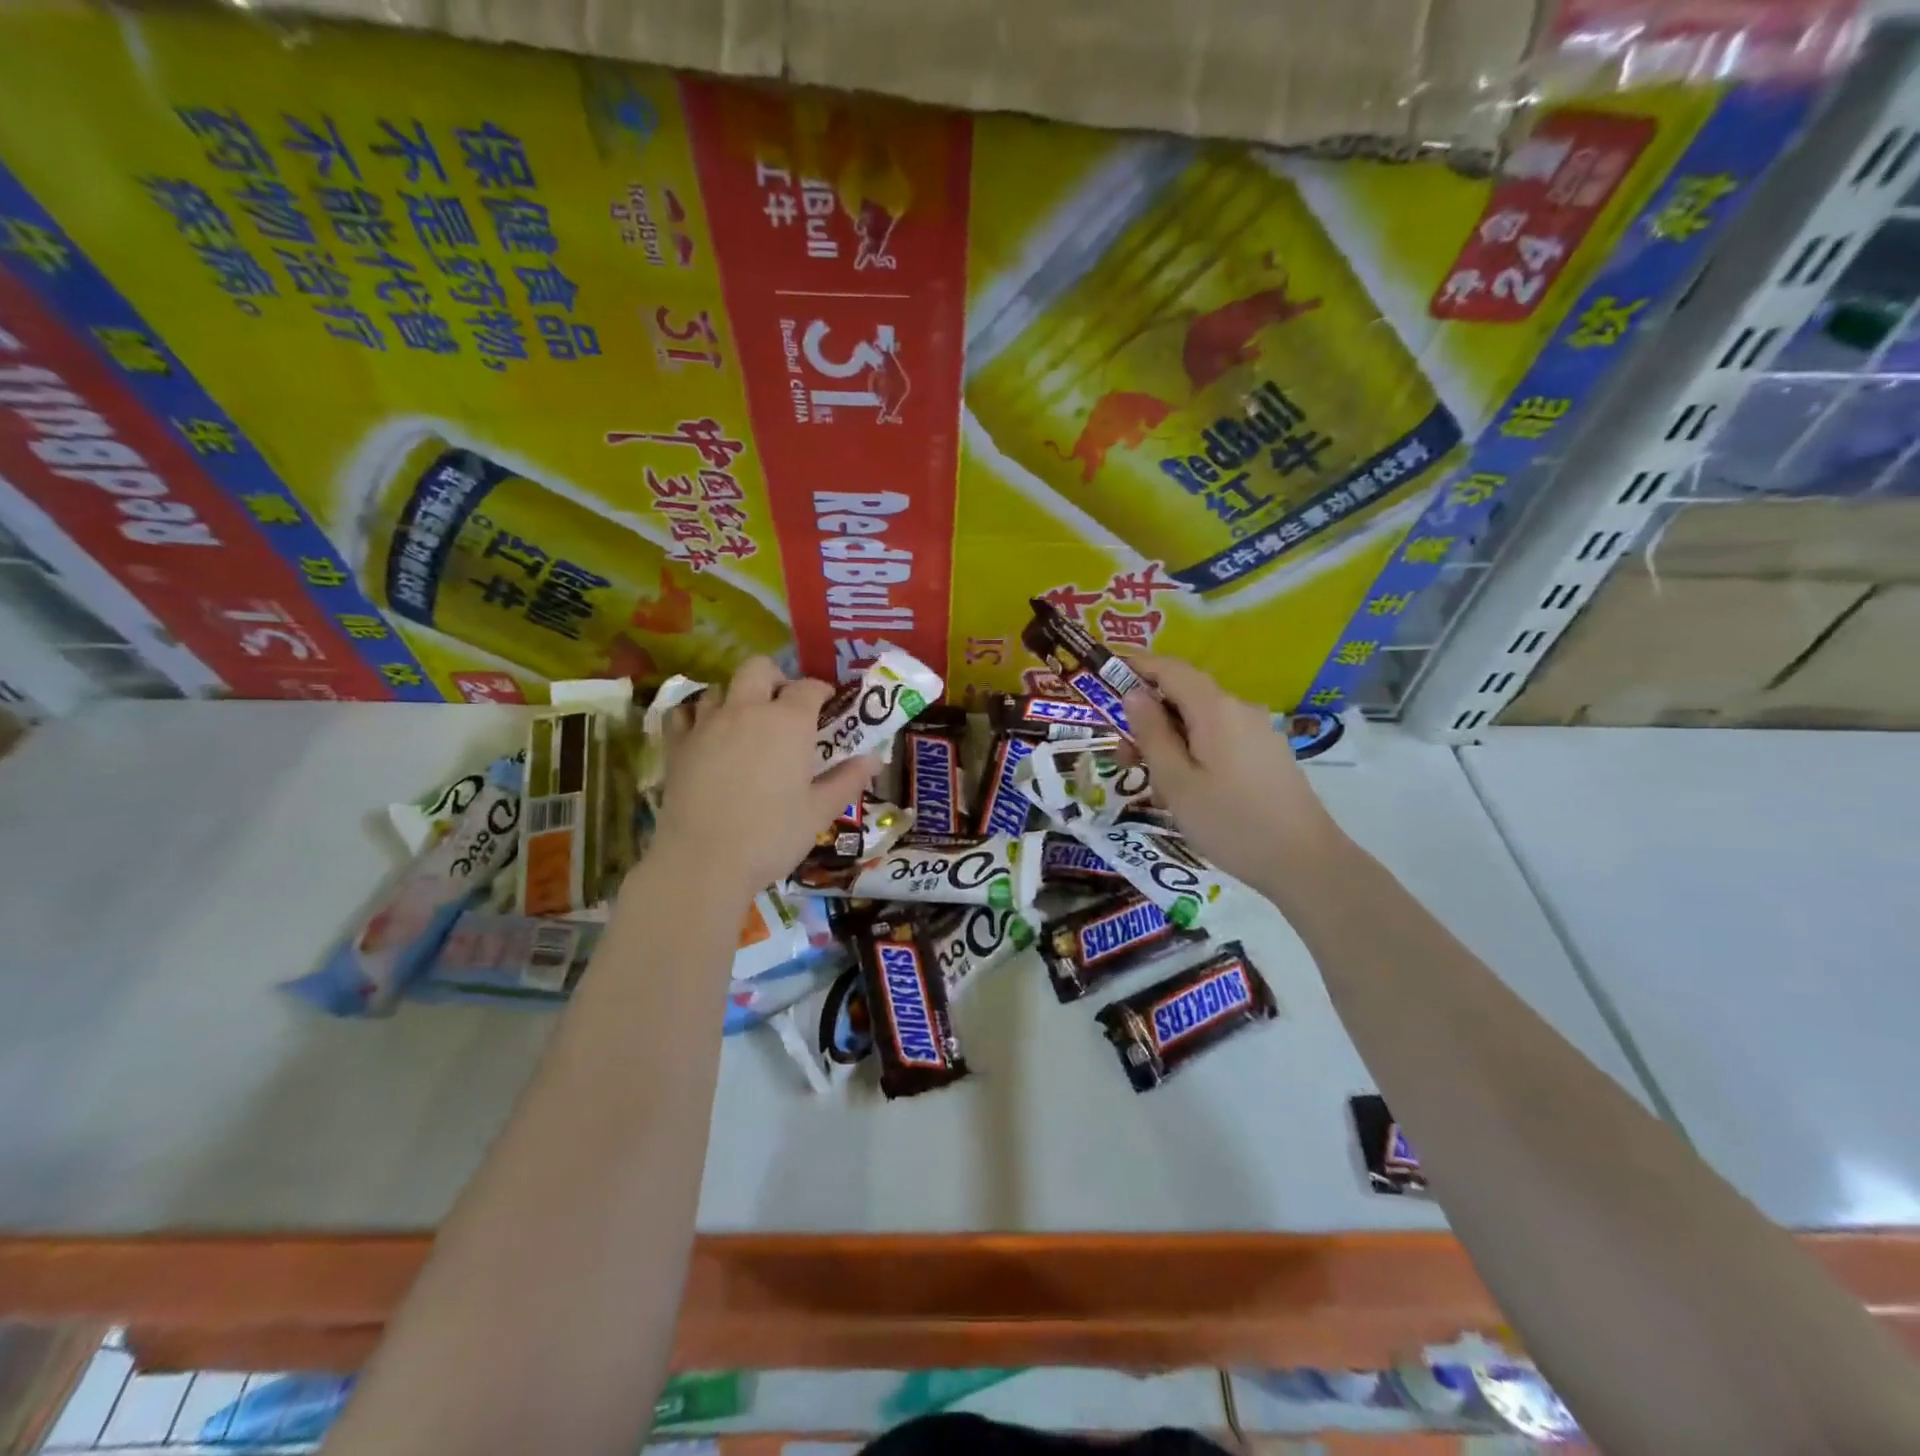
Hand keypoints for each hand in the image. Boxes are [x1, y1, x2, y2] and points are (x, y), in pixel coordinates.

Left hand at [651, 657, 878, 898]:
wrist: (704, 861)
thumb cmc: (772, 835)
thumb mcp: (820, 811)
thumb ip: (848, 780)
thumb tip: (874, 759)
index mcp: (788, 722)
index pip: (808, 687)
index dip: (821, 692)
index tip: (828, 706)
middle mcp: (747, 710)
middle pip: (758, 668)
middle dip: (775, 678)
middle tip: (784, 707)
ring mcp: (707, 724)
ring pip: (719, 688)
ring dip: (736, 697)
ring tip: (746, 724)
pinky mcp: (677, 745)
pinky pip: (684, 713)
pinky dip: (696, 716)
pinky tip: (705, 735)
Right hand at [1122, 653, 1339, 884]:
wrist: (1304, 862)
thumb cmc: (1229, 822)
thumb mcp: (1175, 781)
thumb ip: (1151, 733)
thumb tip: (1134, 694)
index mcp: (1215, 709)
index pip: (1169, 668)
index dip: (1135, 667)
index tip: (1105, 680)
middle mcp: (1239, 710)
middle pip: (1183, 697)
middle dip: (1148, 719)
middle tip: (1123, 759)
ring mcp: (1257, 732)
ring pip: (1200, 723)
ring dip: (1169, 743)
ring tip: (1156, 789)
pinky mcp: (1267, 755)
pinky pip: (1220, 740)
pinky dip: (1194, 754)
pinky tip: (1188, 794)